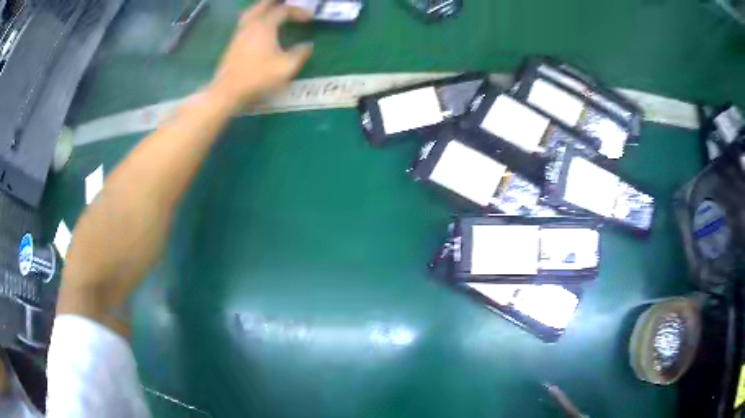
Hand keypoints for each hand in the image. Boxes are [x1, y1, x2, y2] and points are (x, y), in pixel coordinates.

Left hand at [210, 0, 313, 109]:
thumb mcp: (286, 67)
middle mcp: (250, 24)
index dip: (299, 12)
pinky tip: (259, 25)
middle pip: (263, 5)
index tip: (310, 19)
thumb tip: (308, 45)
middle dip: (276, 2)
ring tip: (272, 9)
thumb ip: (300, 53)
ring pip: (251, 12)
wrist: (228, 91)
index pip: (284, 10)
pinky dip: (255, 17)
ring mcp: (239, 33)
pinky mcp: (233, 44)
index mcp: (265, 25)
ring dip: (263, 8)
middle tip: (287, 3)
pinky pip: (246, 22)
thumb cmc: (258, 77)